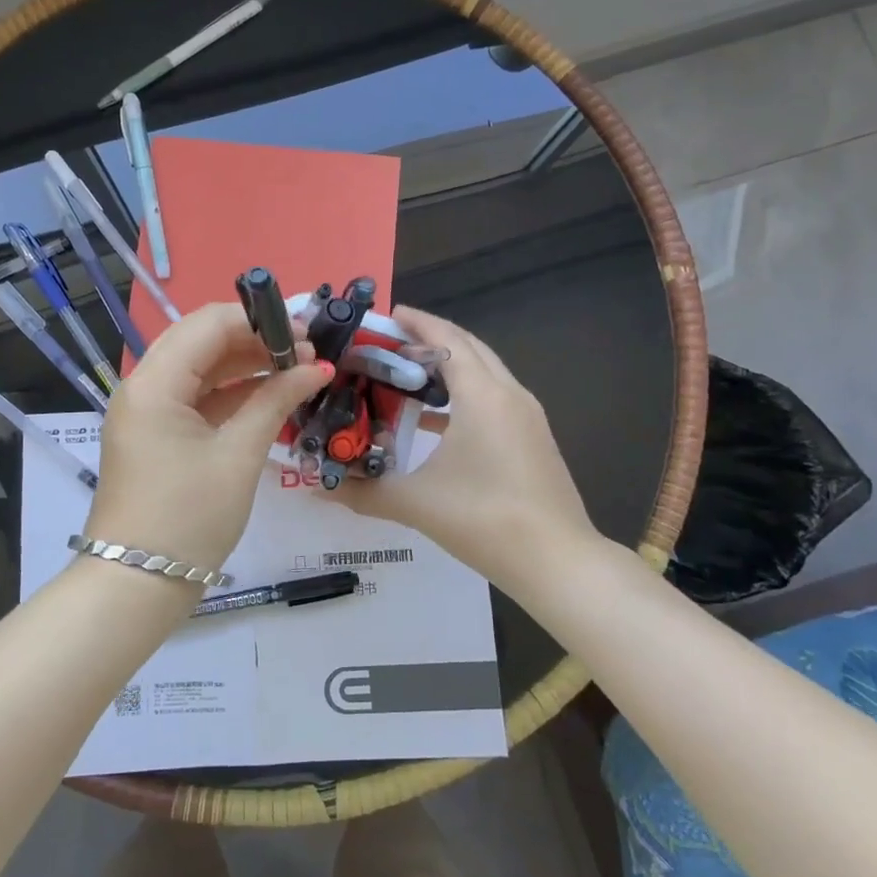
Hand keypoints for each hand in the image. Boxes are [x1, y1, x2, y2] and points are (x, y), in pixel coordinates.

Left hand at [84, 302, 329, 573]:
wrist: (137, 586)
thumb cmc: (189, 519)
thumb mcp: (238, 456)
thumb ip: (275, 401)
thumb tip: (316, 367)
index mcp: (153, 383)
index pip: (207, 324)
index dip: (259, 321)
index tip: (306, 334)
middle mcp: (143, 386)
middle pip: (202, 341)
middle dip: (255, 340)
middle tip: (306, 353)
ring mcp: (147, 411)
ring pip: (200, 368)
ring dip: (245, 365)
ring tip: (296, 371)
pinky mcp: (155, 434)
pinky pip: (195, 398)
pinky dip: (231, 393)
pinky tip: (271, 395)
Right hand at [336, 306, 596, 586]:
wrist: (557, 562)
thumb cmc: (484, 519)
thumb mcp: (416, 503)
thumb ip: (364, 491)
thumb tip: (318, 489)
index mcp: (482, 395)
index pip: (447, 340)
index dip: (417, 323)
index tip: (387, 314)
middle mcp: (509, 394)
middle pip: (468, 348)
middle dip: (431, 339)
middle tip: (389, 344)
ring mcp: (527, 417)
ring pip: (485, 373)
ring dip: (449, 367)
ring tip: (406, 375)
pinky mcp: (533, 439)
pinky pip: (494, 398)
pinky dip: (464, 394)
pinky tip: (435, 420)